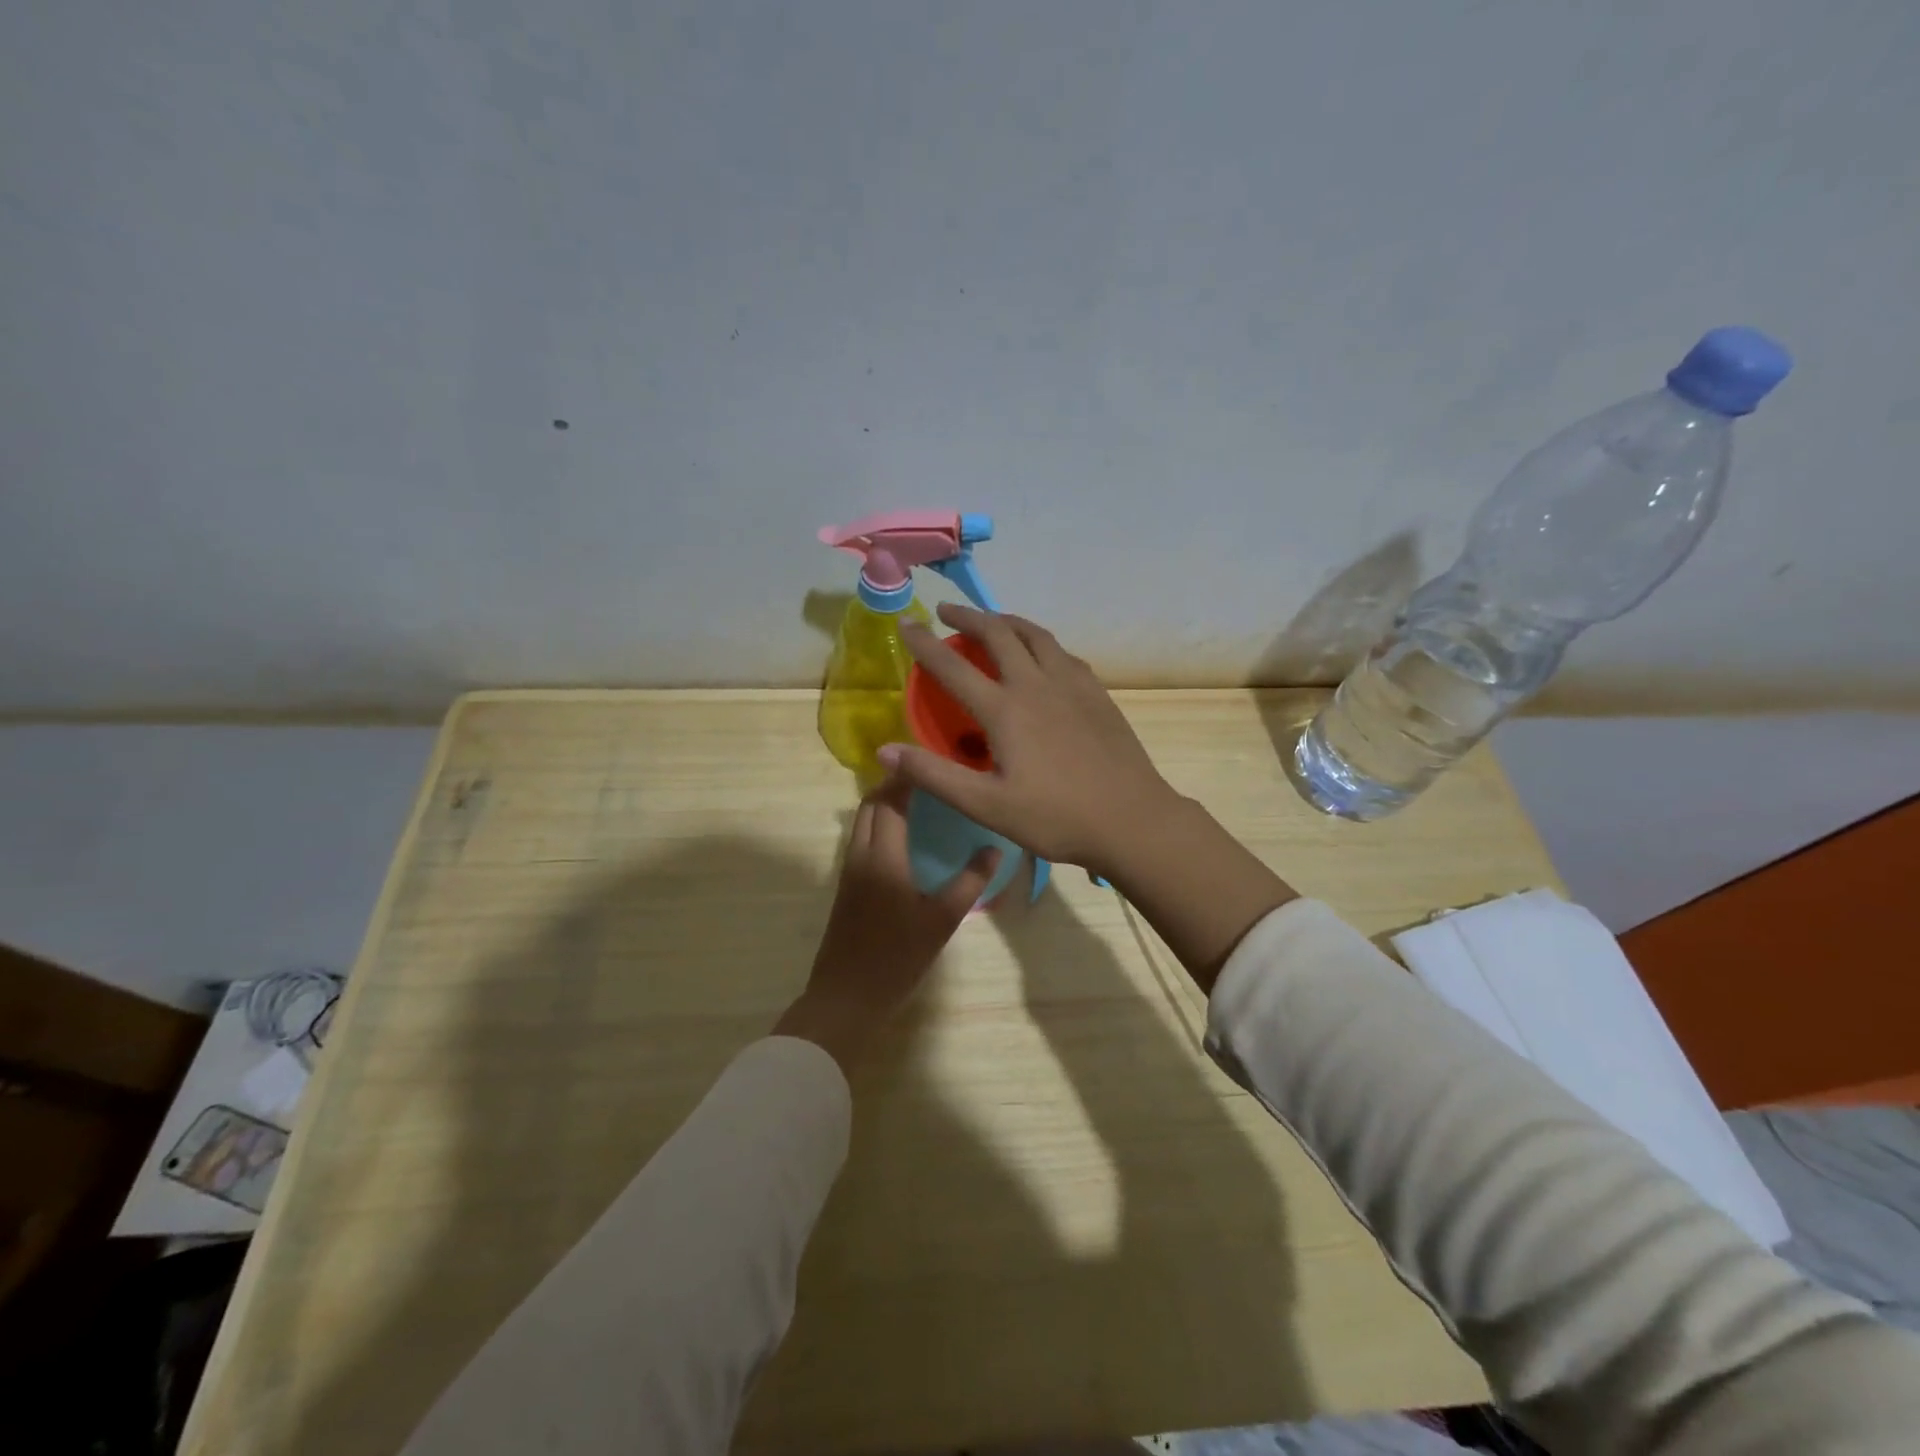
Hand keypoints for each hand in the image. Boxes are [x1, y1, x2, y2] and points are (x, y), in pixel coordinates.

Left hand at [772, 780, 997, 1073]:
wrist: (845, 998)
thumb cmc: (896, 958)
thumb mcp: (941, 921)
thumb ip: (969, 882)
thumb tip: (995, 849)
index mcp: (883, 857)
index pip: (891, 800)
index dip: (908, 777)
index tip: (931, 759)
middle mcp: (860, 855)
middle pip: (870, 804)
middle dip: (894, 784)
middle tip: (929, 778)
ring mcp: (849, 871)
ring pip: (862, 822)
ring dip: (884, 804)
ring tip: (920, 801)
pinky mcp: (846, 887)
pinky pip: (861, 840)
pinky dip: (879, 824)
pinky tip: (905, 838)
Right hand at [879, 604, 1182, 876]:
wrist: (1132, 819)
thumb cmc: (1055, 817)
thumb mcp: (986, 805)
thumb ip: (934, 775)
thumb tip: (885, 749)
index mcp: (1005, 710)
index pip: (953, 667)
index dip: (925, 644)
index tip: (906, 624)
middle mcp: (1036, 685)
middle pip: (999, 634)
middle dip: (970, 617)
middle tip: (948, 612)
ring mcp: (1072, 685)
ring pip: (1036, 635)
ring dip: (1008, 621)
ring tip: (993, 621)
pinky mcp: (1097, 694)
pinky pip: (1063, 654)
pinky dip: (1041, 643)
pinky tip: (1042, 656)